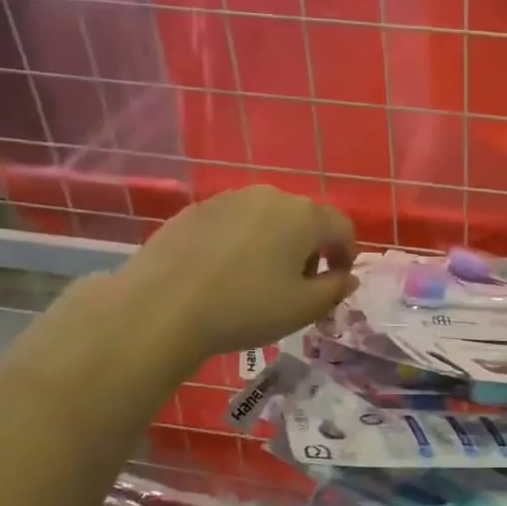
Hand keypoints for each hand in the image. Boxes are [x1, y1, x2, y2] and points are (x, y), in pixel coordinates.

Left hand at [114, 185, 356, 361]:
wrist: (160, 308)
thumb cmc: (245, 308)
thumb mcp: (303, 309)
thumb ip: (335, 290)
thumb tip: (346, 277)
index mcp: (304, 216)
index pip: (342, 226)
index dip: (347, 254)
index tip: (338, 281)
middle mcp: (270, 196)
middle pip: (304, 219)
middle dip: (310, 249)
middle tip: (299, 285)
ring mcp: (228, 199)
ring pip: (267, 218)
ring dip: (275, 243)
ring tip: (259, 279)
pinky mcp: (195, 210)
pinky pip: (233, 223)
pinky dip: (241, 242)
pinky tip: (224, 272)